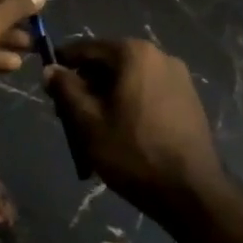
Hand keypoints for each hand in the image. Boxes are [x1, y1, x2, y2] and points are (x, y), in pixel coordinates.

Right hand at [44, 39, 222, 212]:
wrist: (193, 193)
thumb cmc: (134, 152)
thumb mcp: (88, 122)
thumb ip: (66, 90)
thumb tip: (50, 69)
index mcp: (134, 53)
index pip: (87, 49)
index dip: (63, 64)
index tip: (49, 85)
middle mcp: (160, 56)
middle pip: (110, 63)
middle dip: (87, 85)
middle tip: (69, 115)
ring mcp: (179, 78)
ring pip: (129, 80)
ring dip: (108, 97)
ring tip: (94, 129)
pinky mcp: (190, 100)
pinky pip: (149, 93)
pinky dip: (130, 105)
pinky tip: (122, 133)